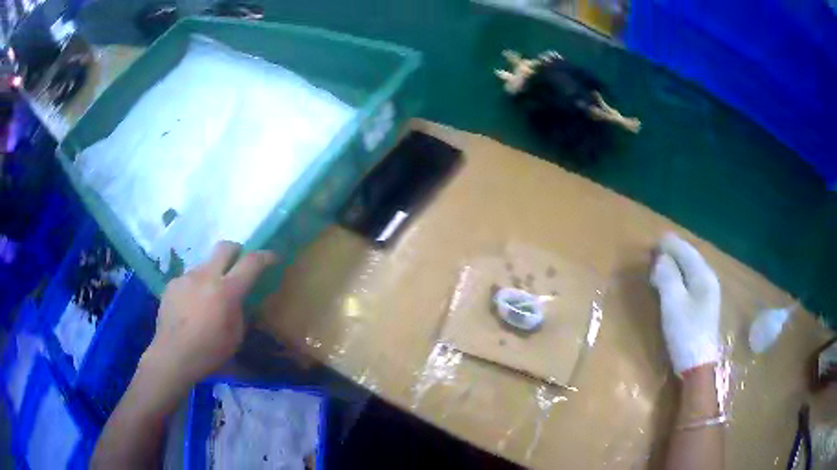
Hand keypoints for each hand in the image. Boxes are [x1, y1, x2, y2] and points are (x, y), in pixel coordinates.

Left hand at [140, 241, 276, 398]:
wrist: (173, 356)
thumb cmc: (209, 352)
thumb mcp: (235, 336)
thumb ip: (240, 311)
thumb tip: (238, 299)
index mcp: (226, 290)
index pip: (251, 262)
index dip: (265, 257)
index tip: (273, 257)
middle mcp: (206, 276)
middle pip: (225, 247)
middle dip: (237, 251)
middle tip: (240, 264)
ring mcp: (186, 277)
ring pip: (205, 264)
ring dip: (213, 274)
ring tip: (210, 296)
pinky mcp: (172, 284)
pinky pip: (190, 278)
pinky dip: (196, 286)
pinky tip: (192, 306)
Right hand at [650, 233, 720, 375]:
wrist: (698, 365)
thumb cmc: (686, 332)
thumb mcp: (673, 304)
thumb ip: (667, 277)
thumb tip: (662, 259)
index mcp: (703, 276)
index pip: (686, 251)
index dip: (670, 245)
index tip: (654, 242)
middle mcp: (709, 279)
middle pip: (690, 258)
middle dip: (674, 252)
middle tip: (656, 251)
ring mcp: (709, 293)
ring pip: (691, 269)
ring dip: (677, 264)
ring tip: (662, 263)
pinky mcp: (705, 305)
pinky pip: (692, 280)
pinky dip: (681, 275)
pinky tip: (674, 281)